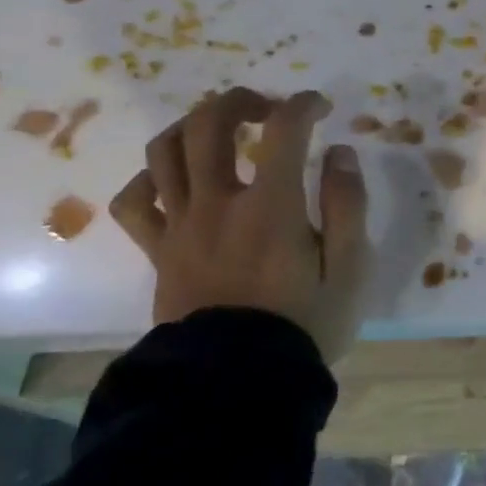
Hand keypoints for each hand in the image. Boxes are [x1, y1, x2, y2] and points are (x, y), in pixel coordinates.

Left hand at [109, 87, 371, 364]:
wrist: (236, 385)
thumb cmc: (304, 324)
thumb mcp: (350, 268)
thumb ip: (348, 204)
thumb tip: (338, 153)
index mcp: (271, 206)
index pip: (284, 129)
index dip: (304, 105)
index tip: (321, 107)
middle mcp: (218, 204)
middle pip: (210, 124)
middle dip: (240, 100)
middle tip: (267, 107)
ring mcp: (180, 227)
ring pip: (164, 152)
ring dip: (193, 126)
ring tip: (220, 130)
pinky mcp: (158, 252)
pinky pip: (135, 202)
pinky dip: (151, 177)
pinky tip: (175, 178)